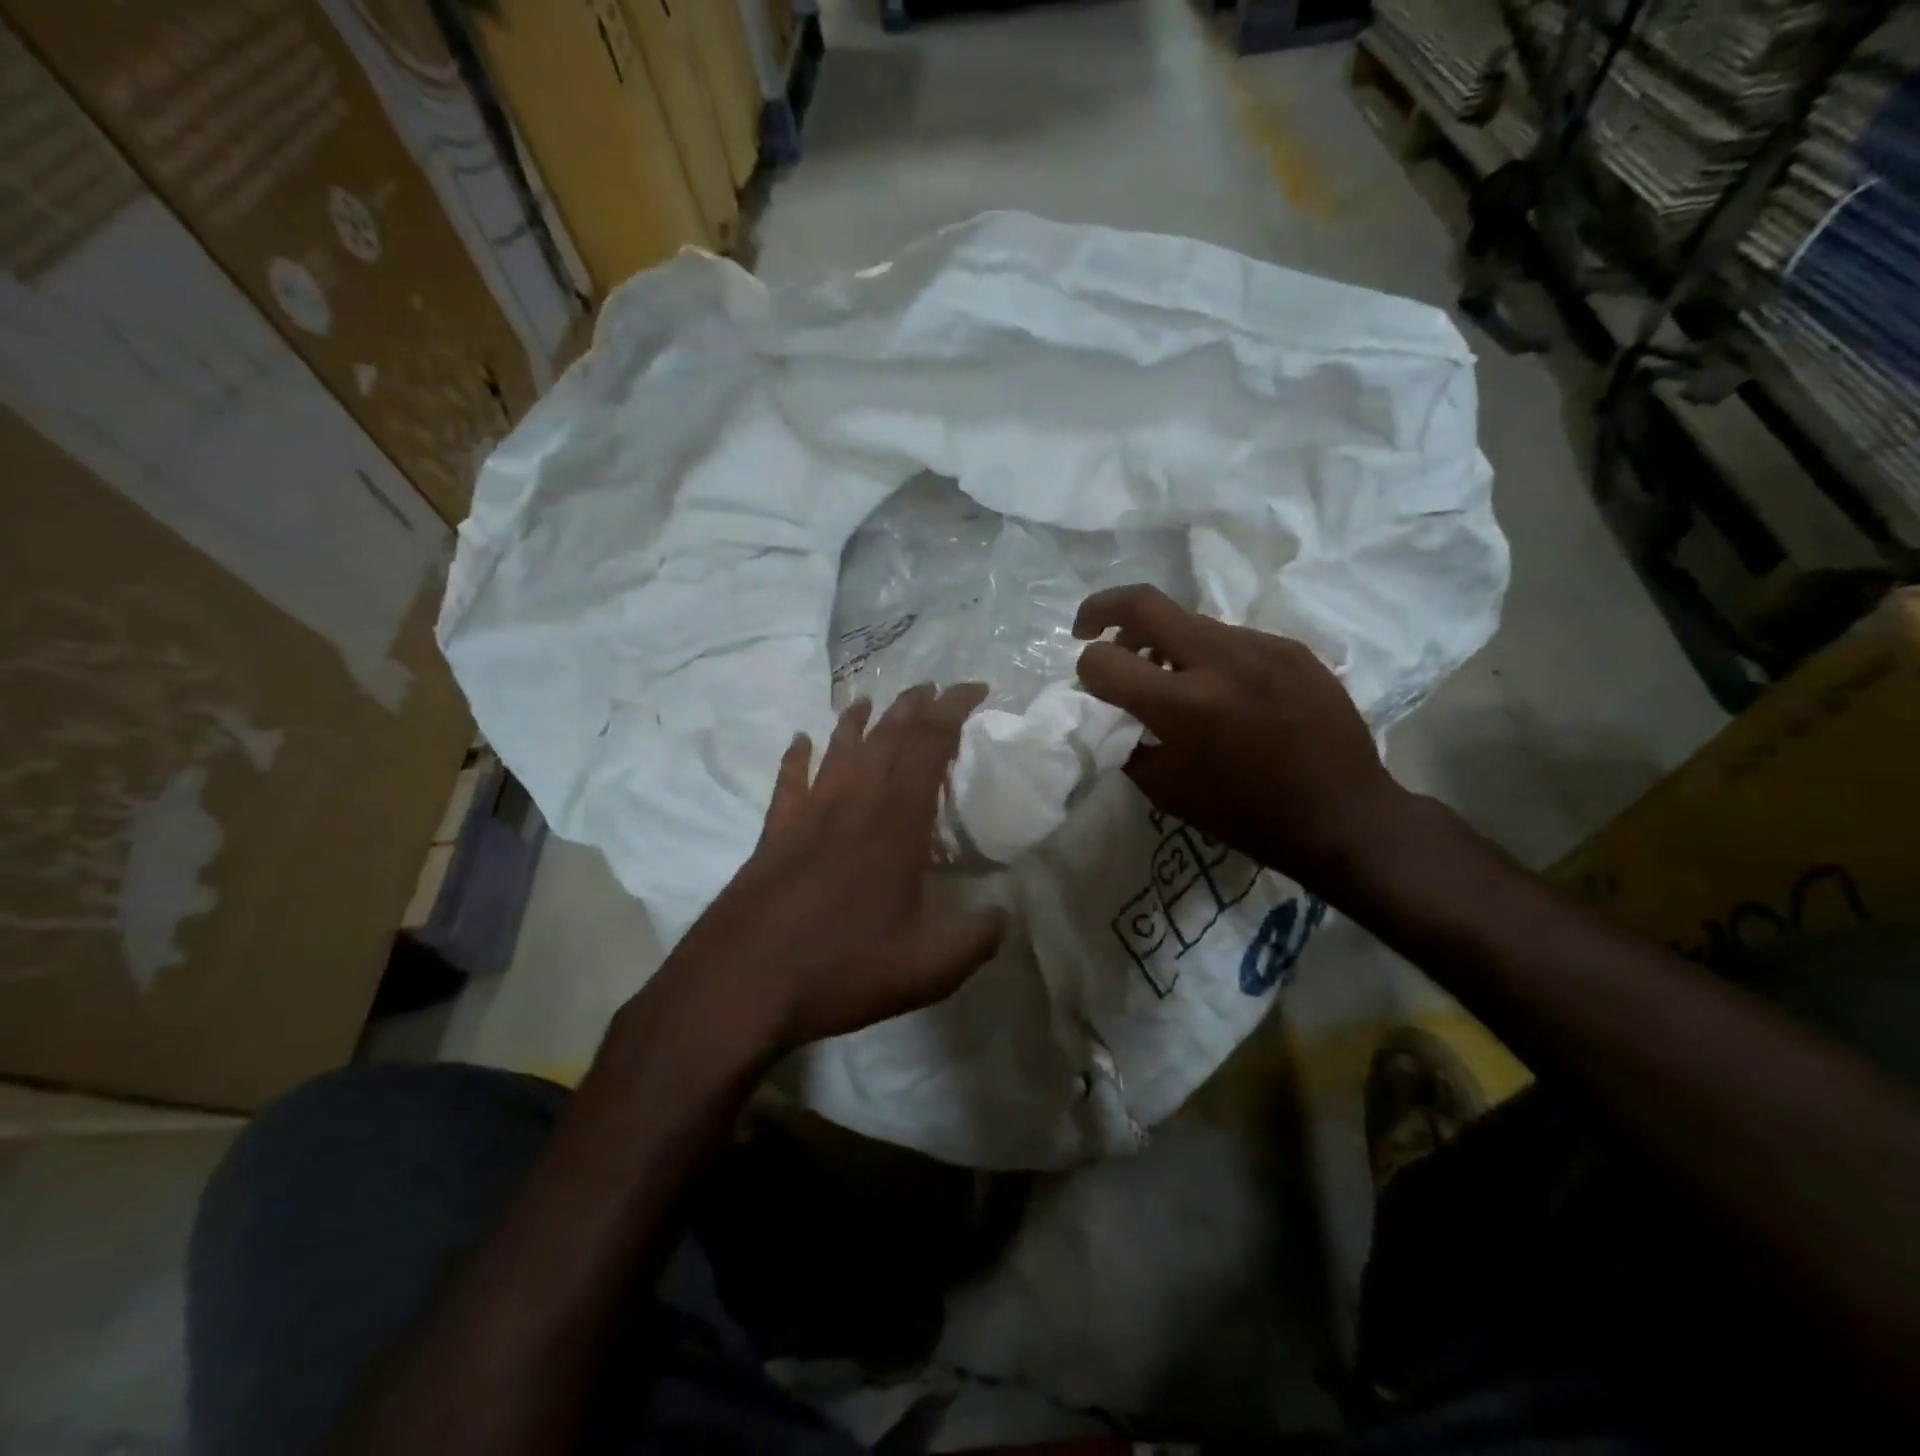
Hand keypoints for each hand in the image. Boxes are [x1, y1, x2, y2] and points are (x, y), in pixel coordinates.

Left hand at [657, 684, 1007, 1056]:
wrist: (742, 982)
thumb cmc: (841, 967)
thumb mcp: (928, 968)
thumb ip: (976, 939)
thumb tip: (1003, 917)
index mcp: (896, 822)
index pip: (929, 744)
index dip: (954, 709)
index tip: (976, 688)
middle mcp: (852, 802)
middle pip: (886, 736)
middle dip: (913, 706)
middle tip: (933, 688)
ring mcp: (808, 814)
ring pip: (838, 749)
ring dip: (858, 720)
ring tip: (872, 700)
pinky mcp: (775, 833)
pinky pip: (789, 781)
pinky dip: (797, 757)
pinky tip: (800, 741)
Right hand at [1073, 585, 1411, 892]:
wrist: (1342, 815)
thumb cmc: (1245, 814)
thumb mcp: (1165, 789)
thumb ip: (1127, 741)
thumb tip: (1111, 710)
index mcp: (1182, 705)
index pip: (1105, 661)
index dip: (1087, 670)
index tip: (1094, 684)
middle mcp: (1219, 661)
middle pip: (1144, 604)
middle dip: (1102, 610)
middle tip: (1089, 629)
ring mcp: (1261, 647)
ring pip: (1190, 622)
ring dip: (1163, 641)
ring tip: (1169, 677)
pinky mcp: (1291, 648)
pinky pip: (1232, 640)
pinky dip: (1210, 658)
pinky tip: (1225, 692)